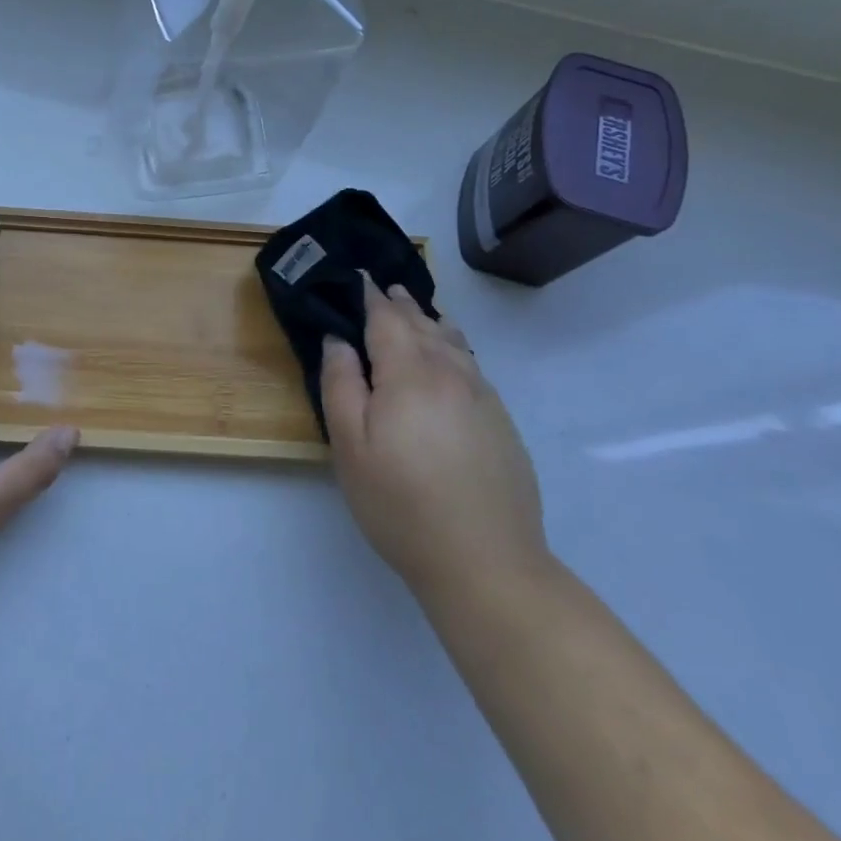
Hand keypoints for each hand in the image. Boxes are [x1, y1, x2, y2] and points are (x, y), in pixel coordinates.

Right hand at [320, 278, 546, 602]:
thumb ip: (341, 385)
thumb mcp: (350, 446)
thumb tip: (339, 340)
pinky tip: (451, 355)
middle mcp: (451, 375)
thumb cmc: (401, 503)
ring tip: (418, 311)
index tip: (359, 277)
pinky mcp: (502, 423)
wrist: (486, 562)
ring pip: (454, 344)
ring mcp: (483, 398)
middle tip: (385, 288)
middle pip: (424, 326)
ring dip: (431, 322)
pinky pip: (473, 366)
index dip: (372, 297)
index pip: (388, 320)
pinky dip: (455, 348)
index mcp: (410, 374)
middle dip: (402, 305)